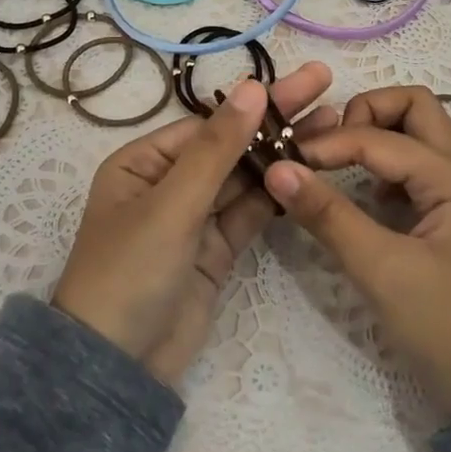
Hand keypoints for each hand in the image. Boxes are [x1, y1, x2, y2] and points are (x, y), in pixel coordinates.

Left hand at [53, 61, 334, 385]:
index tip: (304, 84)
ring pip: (245, 178)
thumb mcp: (172, 204)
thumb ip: (218, 148)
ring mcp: (194, 218)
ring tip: (332, 127)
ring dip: (284, 155)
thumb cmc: (130, 271)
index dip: (257, 103)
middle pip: (231, 145)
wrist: (118, 368)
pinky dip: (277, 194)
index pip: (210, 124)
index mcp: (144, 163)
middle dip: (277, 121)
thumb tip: (252, 87)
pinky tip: (310, 172)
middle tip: (326, 90)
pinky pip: (250, 212)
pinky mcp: (216, 250)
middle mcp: (169, 183)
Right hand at [262, 86, 450, 420]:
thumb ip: (329, 216)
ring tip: (343, 160)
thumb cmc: (445, 327)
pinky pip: (421, 167)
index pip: (380, 138)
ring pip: (423, 134)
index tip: (286, 160)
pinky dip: (391, 164)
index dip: (330, 144)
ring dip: (383, 132)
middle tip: (330, 144)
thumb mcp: (381, 271)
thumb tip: (278, 169)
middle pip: (417, 107)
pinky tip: (369, 197)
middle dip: (369, 111)